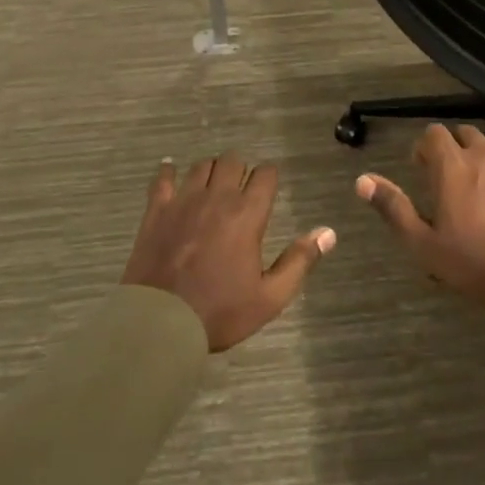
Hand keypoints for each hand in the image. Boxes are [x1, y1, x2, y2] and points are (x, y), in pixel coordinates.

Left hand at [121, 152, 335, 351]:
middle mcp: (217, 198)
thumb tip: (327, 232)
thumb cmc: (220, 312)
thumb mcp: (270, 297)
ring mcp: (183, 200)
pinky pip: (163, 177)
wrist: (159, 323)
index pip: (265, 175)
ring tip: (213, 184)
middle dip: (241, 169)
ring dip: (211, 170)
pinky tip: (171, 171)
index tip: (269, 188)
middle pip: (232, 161)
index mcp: (247, 215)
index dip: (270, 177)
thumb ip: (299, 261)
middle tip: (241, 189)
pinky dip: (168, 170)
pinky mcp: (156, 210)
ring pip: (201, 165)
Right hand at [355, 124, 484, 317]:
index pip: (434, 133)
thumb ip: (393, 207)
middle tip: (451, 179)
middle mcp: (484, 155)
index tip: (424, 170)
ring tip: (483, 180)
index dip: (425, 148)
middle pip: (465, 132)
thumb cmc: (473, 263)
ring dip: (484, 153)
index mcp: (452, 166)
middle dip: (454, 148)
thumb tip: (362, 180)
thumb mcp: (423, 244)